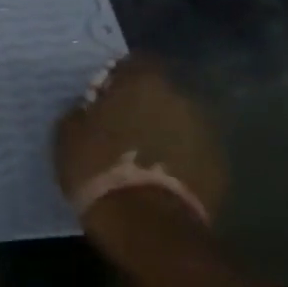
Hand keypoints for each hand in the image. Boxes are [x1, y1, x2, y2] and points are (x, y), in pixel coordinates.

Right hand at [54, 54, 225, 225]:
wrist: (147, 224)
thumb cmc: (98, 168)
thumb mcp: (68, 134)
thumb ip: (81, 111)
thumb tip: (89, 108)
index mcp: (143, 81)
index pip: (134, 62)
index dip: (117, 77)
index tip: (102, 96)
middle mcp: (181, 97)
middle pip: (159, 92)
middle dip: (142, 105)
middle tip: (119, 126)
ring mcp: (206, 131)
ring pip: (177, 122)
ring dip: (161, 131)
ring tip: (141, 155)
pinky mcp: (219, 165)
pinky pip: (191, 152)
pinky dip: (177, 158)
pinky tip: (158, 177)